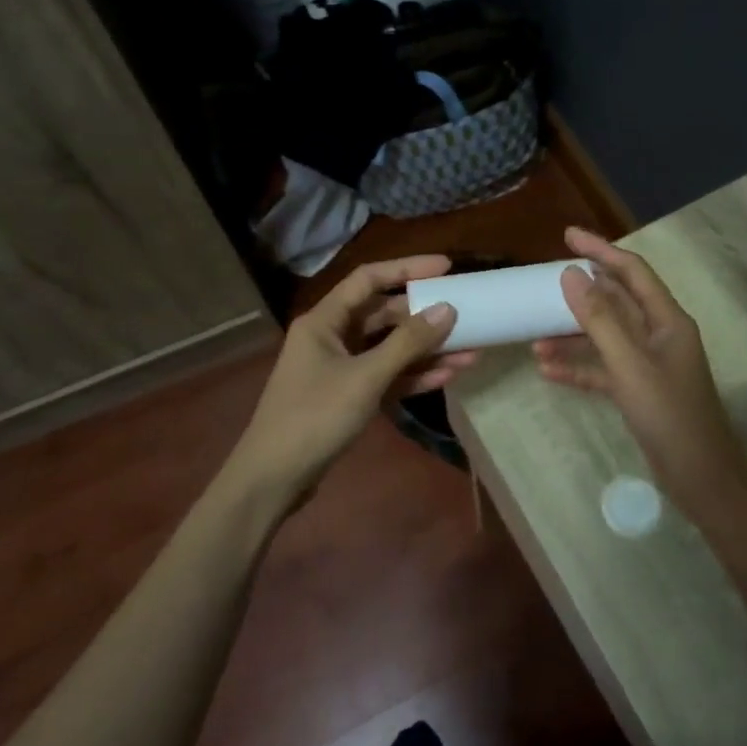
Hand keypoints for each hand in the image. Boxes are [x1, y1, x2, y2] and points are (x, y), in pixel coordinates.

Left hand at [227, 255, 474, 506]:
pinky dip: (414, 376)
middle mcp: (332, 337)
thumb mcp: (365, 377)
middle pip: (384, 315)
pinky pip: (387, 377)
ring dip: (427, 351)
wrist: (275, 477)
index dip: (407, 269)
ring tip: (471, 351)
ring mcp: (341, 368)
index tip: (446, 267)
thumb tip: (447, 309)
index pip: (369, 279)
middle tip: (466, 314)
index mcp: (324, 320)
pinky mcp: (349, 396)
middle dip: (425, 317)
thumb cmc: (314, 416)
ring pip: (390, 349)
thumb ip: (407, 343)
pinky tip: (448, 376)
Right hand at [532, 227, 746, 505]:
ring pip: (606, 338)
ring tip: (534, 338)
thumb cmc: (668, 414)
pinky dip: (578, 367)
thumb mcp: (629, 364)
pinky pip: (603, 369)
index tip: (567, 236)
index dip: (601, 251)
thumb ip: (599, 319)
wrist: (699, 476)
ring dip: (572, 336)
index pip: (632, 272)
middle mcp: (659, 335)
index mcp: (667, 320)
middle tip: (543, 284)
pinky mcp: (638, 390)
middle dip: (581, 294)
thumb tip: (570, 274)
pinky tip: (547, 370)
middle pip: (617, 302)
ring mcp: (649, 364)